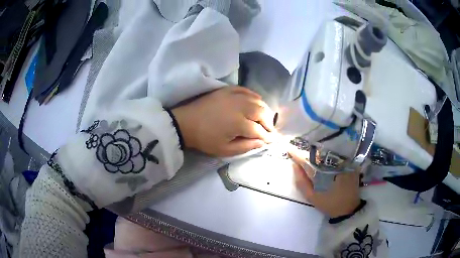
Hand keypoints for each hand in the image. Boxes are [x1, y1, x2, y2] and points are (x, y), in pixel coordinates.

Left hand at [172, 86, 276, 156]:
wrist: (186, 123)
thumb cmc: (205, 139)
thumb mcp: (225, 150)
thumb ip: (246, 147)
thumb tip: (262, 142)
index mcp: (239, 123)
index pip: (259, 130)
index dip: (267, 136)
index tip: (272, 140)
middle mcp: (240, 107)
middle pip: (262, 112)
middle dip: (269, 122)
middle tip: (269, 130)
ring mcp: (233, 96)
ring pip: (257, 100)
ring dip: (264, 109)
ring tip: (264, 118)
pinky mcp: (227, 90)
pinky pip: (245, 90)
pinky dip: (254, 96)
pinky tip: (256, 101)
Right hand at [289, 148, 360, 217]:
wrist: (348, 208)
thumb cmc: (329, 203)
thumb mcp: (311, 196)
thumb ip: (301, 182)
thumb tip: (295, 165)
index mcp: (323, 173)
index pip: (308, 160)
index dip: (298, 154)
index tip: (289, 149)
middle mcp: (334, 164)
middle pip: (319, 153)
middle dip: (308, 150)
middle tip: (299, 150)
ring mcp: (344, 163)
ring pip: (328, 153)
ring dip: (318, 151)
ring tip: (310, 151)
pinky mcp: (350, 164)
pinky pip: (337, 155)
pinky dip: (329, 154)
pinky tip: (324, 156)